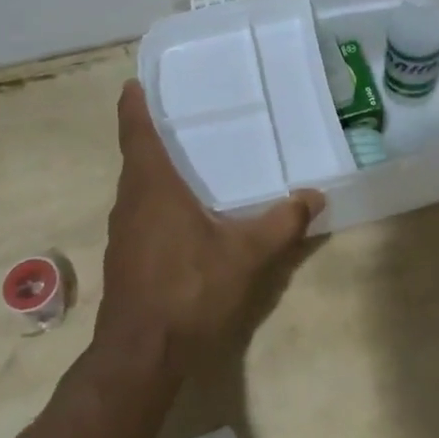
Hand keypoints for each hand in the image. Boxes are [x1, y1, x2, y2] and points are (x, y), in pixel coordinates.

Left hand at [94, 80, 323, 372]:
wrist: (143, 353)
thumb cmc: (190, 290)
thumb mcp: (247, 254)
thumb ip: (282, 223)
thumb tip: (314, 196)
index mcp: (153, 189)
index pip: (137, 135)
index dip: (133, 108)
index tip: (133, 84)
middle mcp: (130, 203)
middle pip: (136, 159)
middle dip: (152, 136)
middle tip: (182, 117)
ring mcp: (123, 233)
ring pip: (138, 189)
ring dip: (155, 171)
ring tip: (188, 160)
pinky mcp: (127, 258)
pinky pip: (141, 213)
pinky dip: (158, 201)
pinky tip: (186, 215)